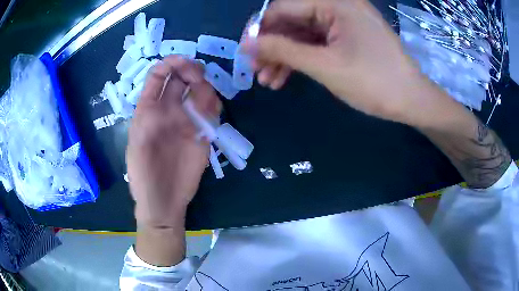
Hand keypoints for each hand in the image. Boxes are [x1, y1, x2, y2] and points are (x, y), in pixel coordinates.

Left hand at [127, 56, 219, 228]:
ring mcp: (187, 121)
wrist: (163, 201)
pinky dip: (214, 107)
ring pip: (200, 92)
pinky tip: (211, 114)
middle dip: (191, 71)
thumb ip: (148, 114)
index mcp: (149, 108)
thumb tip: (165, 89)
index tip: (183, 62)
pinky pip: (211, 112)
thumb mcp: (137, 142)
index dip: (170, 64)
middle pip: (182, 79)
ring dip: (204, 90)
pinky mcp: (203, 134)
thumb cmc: (143, 174)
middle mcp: (169, 110)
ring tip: (204, 105)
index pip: (159, 75)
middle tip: (198, 78)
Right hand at [244, 0, 430, 123]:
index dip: (260, 28)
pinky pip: (317, 43)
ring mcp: (343, 22)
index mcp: (334, 3)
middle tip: (256, 70)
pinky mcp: (347, 37)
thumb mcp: (324, 65)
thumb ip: (283, 50)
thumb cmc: (373, 81)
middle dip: (272, 46)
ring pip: (302, 34)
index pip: (283, 7)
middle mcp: (338, 6)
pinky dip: (301, 58)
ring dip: (284, 56)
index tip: (245, 51)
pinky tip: (286, 77)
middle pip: (292, 21)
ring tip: (269, 81)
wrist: (411, 101)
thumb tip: (246, 43)